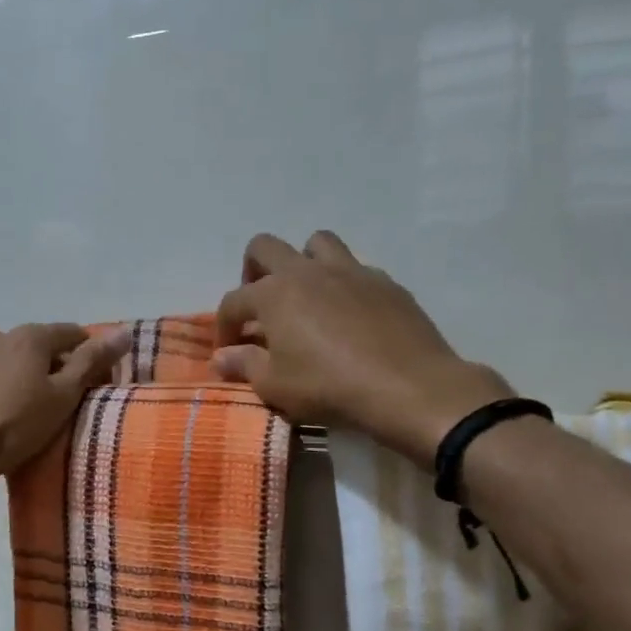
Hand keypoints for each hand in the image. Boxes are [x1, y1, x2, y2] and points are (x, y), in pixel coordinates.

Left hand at [0, 323, 131, 488]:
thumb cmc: (15, 427)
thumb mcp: (63, 397)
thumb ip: (92, 362)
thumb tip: (124, 332)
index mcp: (29, 336)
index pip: (71, 333)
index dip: (88, 355)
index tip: (92, 382)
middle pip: (34, 346)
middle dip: (49, 366)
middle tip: (55, 402)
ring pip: (2, 359)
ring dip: (15, 375)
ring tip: (17, 410)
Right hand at [213, 231, 513, 465]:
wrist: (408, 387)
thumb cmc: (329, 387)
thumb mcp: (275, 386)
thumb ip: (245, 365)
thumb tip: (223, 357)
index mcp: (275, 294)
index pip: (233, 301)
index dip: (224, 326)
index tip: (228, 350)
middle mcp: (308, 271)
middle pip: (265, 247)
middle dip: (253, 272)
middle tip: (260, 307)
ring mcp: (350, 271)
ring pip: (316, 243)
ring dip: (303, 263)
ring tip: (305, 297)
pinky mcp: (385, 282)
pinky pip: (355, 269)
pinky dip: (342, 285)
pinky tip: (348, 316)